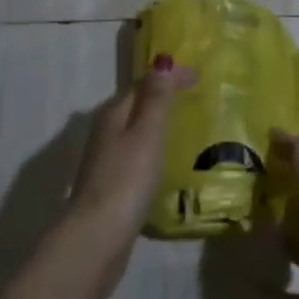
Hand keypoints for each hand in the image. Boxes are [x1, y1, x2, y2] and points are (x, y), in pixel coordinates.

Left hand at [66, 57, 196, 287]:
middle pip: (136, 104)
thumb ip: (155, 99)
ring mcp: (106, 159)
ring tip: (183, 123)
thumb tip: (161, 60)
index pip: (143, 83)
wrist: (98, 237)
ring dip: (156, 121)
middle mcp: (105, 131)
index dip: (170, 76)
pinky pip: (136, 152)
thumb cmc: (126, 179)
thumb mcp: (146, 134)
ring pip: (134, 129)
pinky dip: (152, 146)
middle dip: (162, 95)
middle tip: (194, 94)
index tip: (200, 75)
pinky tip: (164, 159)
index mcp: (113, 113)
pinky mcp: (111, 185)